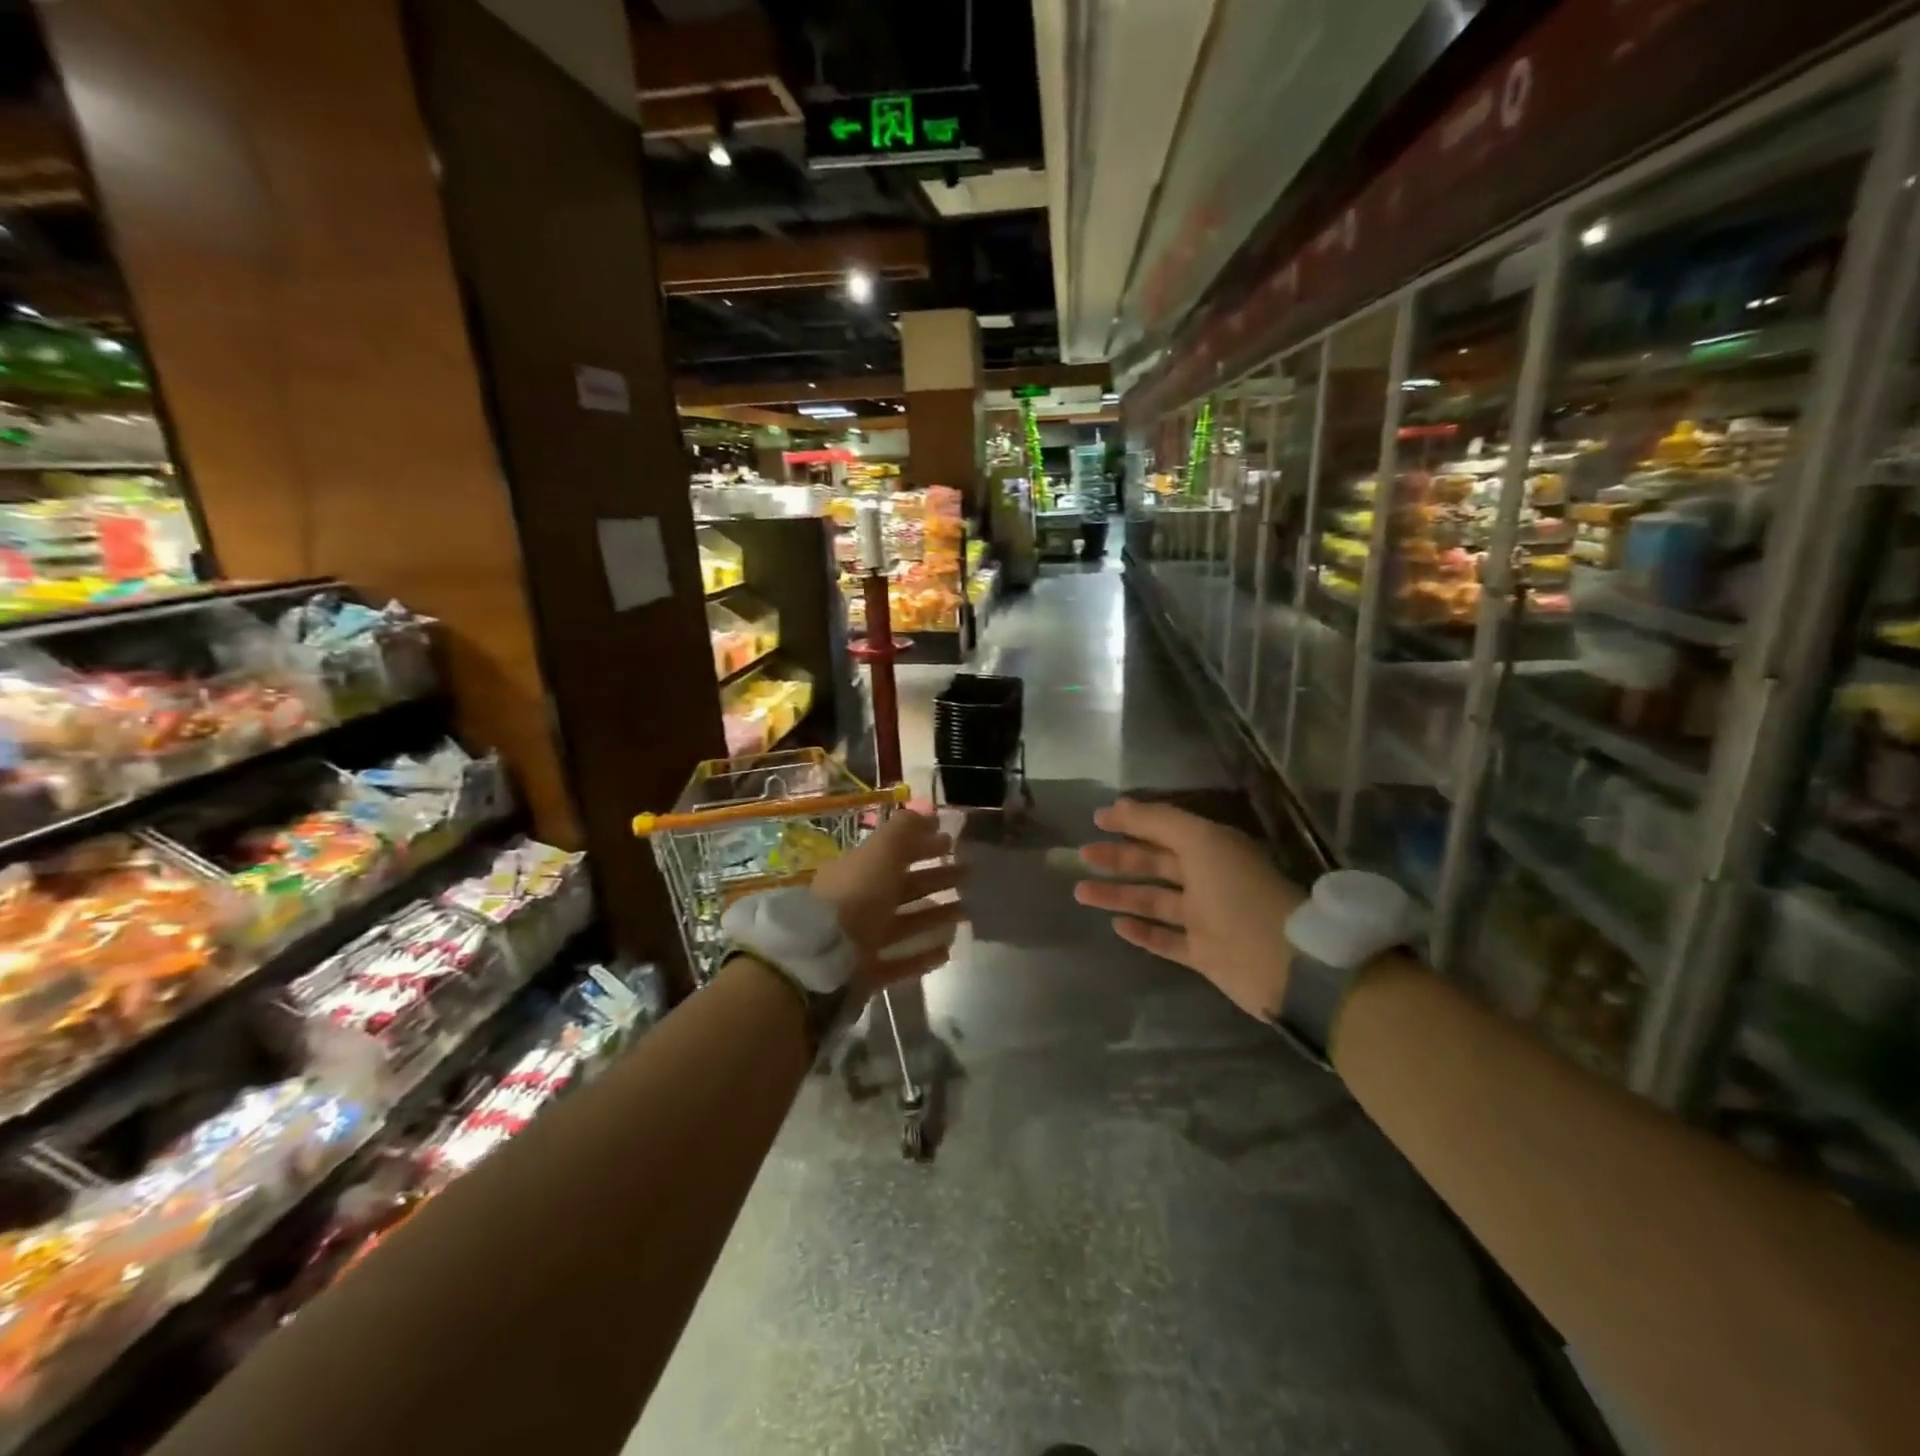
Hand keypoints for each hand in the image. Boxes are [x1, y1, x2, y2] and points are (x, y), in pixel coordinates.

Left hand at [809, 809, 964, 993]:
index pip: (893, 853)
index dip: (923, 845)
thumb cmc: (857, 896)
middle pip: (902, 886)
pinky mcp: (865, 972)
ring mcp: (860, 939)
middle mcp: (857, 902)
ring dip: (934, 915)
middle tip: (967, 875)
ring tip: (966, 912)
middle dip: (935, 878)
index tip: (952, 843)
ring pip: (904, 923)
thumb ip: (905, 831)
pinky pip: (900, 960)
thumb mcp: (882, 851)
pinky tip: (947, 950)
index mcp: (856, 870)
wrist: (823, 959)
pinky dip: (922, 954)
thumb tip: (929, 815)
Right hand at [1075, 798, 1305, 1019]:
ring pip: (1154, 902)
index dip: (1131, 821)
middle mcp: (1208, 879)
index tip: (1096, 820)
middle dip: (1119, 858)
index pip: (1164, 828)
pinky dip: (1142, 932)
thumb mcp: (1201, 842)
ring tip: (1082, 893)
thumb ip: (1159, 821)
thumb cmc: (1238, 892)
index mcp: (1212, 848)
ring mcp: (1206, 919)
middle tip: (1083, 857)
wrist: (1283, 962)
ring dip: (1119, 895)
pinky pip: (1166, 940)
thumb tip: (1118, 805)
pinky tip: (1116, 925)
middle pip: (1156, 864)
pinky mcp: (1204, 954)